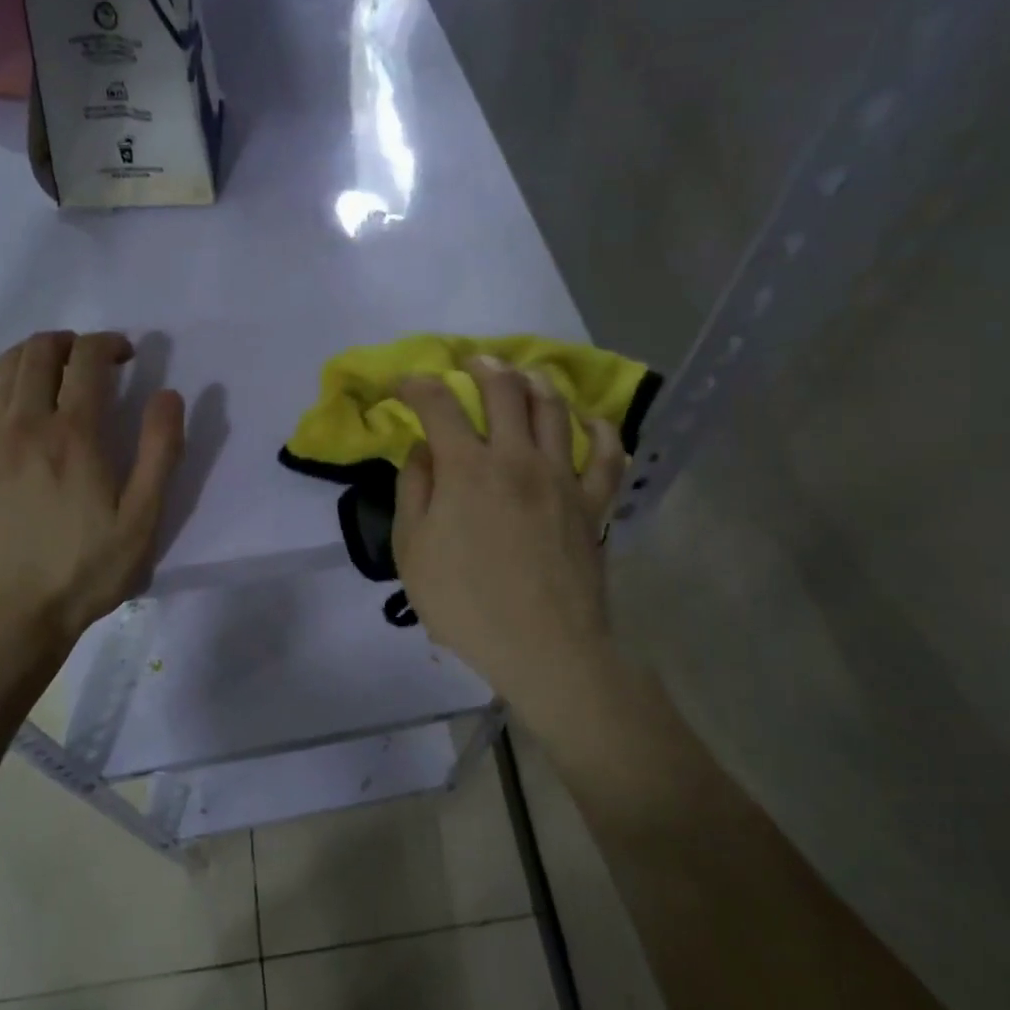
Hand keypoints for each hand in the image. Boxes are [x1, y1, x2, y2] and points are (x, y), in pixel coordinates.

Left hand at [0, 330, 183, 653]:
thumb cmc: (83, 572)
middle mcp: (24, 424)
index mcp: (74, 436)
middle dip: (72, 341)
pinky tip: (5, 386)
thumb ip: (159, 452)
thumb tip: (169, 395)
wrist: (6, 618)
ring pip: (3, 366)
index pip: (88, 360)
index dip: (109, 344)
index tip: (127, 354)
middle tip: (94, 358)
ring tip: (55, 365)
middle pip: (40, 352)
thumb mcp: (141, 521)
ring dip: (33, 352)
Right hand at [392, 358, 625, 732]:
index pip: (438, 404)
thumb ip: (413, 491)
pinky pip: (606, 455)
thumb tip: (422, 449)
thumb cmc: (466, 603)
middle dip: (482, 366)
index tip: (404, 384)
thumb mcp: (413, 551)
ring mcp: (561, 476)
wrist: (544, 647)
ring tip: (522, 375)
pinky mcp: (593, 502)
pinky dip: (600, 429)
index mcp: (466, 467)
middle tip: (470, 363)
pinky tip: (590, 419)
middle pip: (504, 390)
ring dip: (535, 381)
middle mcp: (516, 457)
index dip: (417, 385)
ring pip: (554, 408)